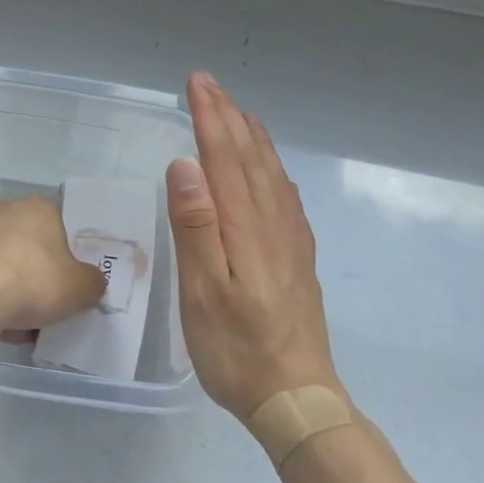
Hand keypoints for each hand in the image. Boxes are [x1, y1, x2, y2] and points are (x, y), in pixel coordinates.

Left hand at [0, 195, 104, 331]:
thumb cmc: (31, 282)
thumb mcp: (80, 288)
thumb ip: (93, 282)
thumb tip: (91, 281)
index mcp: (40, 207)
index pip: (62, 227)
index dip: (68, 258)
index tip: (68, 283)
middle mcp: (7, 209)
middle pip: (33, 246)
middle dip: (39, 275)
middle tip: (47, 304)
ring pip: (7, 263)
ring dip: (15, 288)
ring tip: (21, 321)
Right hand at [168, 72, 341, 421]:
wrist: (297, 399)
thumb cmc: (236, 349)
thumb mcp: (203, 293)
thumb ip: (195, 226)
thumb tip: (186, 164)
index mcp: (245, 228)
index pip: (224, 158)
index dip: (209, 117)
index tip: (195, 83)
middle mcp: (272, 224)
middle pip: (249, 157)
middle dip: (227, 116)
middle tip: (208, 83)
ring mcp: (290, 240)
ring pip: (270, 173)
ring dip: (251, 136)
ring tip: (237, 110)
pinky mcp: (297, 258)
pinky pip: (285, 196)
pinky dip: (272, 167)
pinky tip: (269, 167)